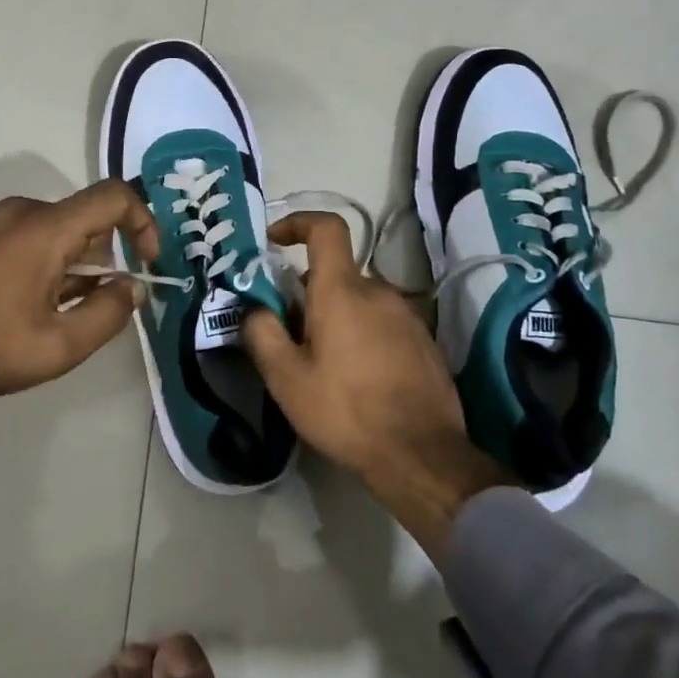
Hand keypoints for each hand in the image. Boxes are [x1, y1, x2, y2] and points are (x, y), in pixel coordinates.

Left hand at [0, 182, 160, 461]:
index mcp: (45, 229)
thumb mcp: (59, 347)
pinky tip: (17, 302)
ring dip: (67, 261)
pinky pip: (17, 234)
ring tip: (52, 310)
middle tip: (93, 303)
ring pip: (49, 228)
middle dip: (101, 256)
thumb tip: (131, 286)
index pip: (113, 197)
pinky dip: (36, 258)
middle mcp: (17, 211)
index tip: (147, 262)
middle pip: (81, 218)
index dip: (143, 222)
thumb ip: (108, 313)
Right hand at [241, 212, 514, 556]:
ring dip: (336, 317)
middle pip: (336, 274)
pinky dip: (362, 334)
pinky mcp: (423, 340)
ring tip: (322, 364)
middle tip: (290, 335)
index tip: (274, 241)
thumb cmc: (345, 411)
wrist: (421, 455)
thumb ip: (262, 332)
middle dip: (307, 294)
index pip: (326, 229)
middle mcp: (379, 291)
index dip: (297, 222)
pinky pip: (382, 321)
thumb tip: (254, 308)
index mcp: (342, 291)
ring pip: (359, 300)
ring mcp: (407, 315)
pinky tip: (357, 378)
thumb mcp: (286, 378)